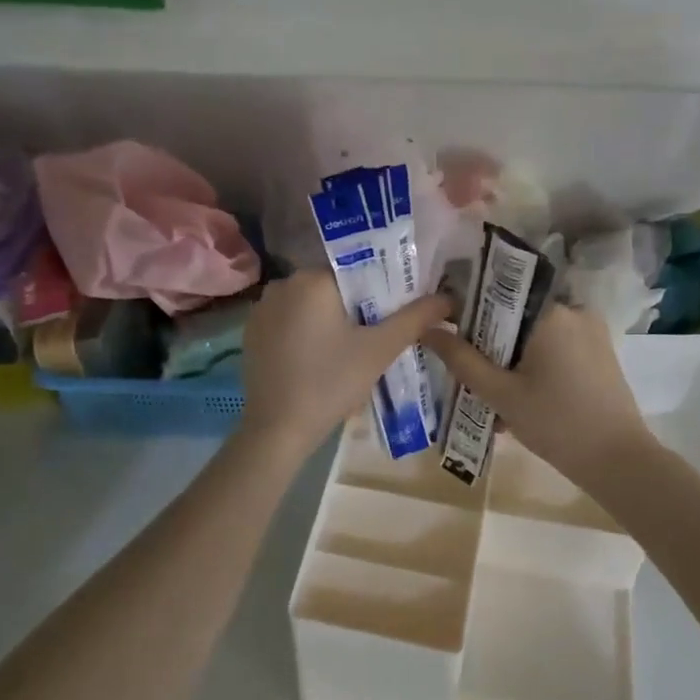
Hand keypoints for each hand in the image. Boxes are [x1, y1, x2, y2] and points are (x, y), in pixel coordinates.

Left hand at [239, 271, 453, 459]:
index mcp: (312, 279)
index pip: (358, 270)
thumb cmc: (332, 383)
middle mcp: (283, 284)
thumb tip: (447, 297)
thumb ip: (415, 318)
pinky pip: (290, 321)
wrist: (278, 429)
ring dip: (332, 321)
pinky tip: (321, 359)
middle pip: (334, 288)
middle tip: (379, 336)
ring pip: (312, 305)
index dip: (382, 290)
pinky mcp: (252, 333)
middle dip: (358, 307)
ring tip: (352, 350)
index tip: (396, 314)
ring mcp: (262, 308)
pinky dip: (308, 333)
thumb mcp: (380, 349)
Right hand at [422, 304, 655, 487]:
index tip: (449, 332)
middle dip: (491, 343)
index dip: (469, 310)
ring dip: (512, 359)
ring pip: (535, 335)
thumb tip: (427, 330)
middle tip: (470, 374)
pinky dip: (535, 366)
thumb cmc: (556, 423)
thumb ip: (461, 359)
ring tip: (493, 396)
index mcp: (550, 311)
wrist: (619, 461)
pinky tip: (521, 399)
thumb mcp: (500, 393)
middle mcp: (574, 310)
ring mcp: (591, 331)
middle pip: (516, 316)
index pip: (498, 292)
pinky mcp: (600, 353)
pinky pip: (556, 348)